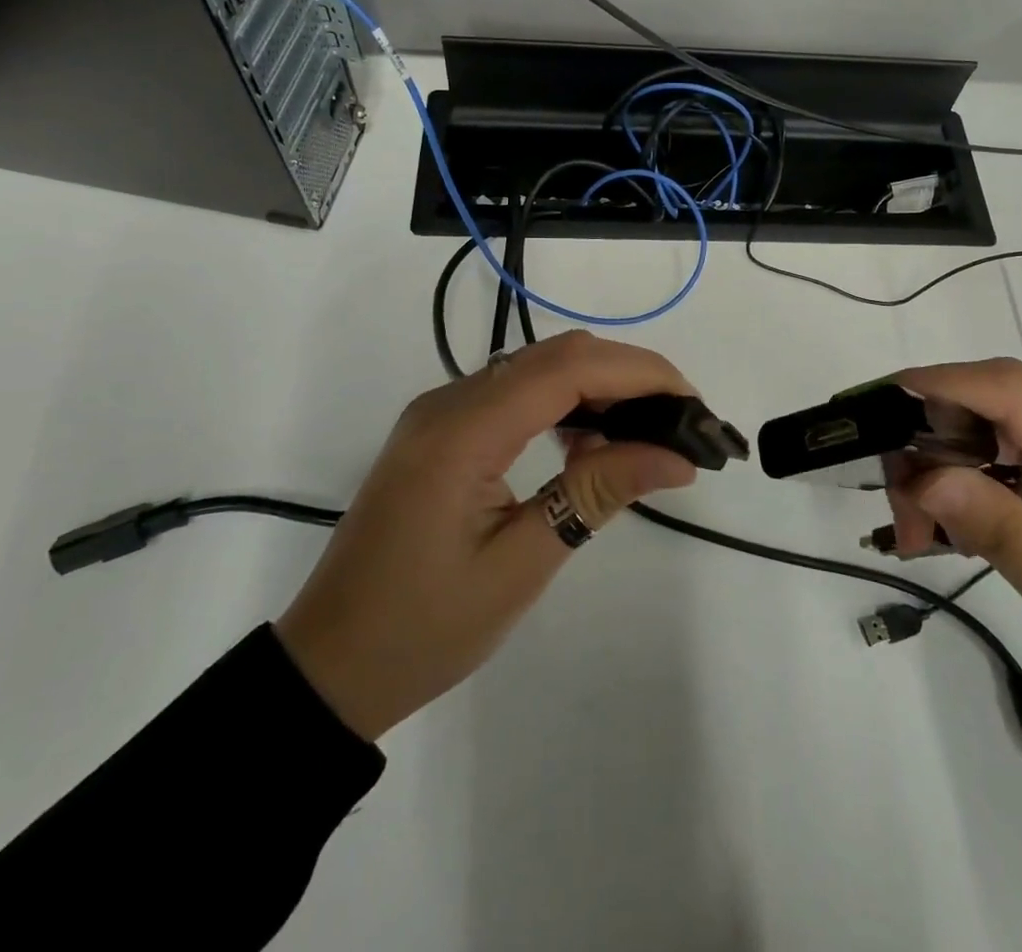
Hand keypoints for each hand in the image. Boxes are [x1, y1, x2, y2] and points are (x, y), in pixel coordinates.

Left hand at [274, 330, 697, 740]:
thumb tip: (676, 458)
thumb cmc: (423, 629)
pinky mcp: (441, 431)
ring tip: (647, 433)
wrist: (328, 665)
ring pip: (537, 368)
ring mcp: (440, 412)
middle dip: (627, 375)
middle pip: (555, 356)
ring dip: (598, 387)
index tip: (693, 403)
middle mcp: (449, 402)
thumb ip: (596, 495)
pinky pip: (515, 394)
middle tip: (681, 421)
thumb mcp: (520, 565)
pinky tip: (589, 444)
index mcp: (463, 431)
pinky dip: (564, 404)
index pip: (568, 369)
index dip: (639, 373)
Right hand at [886, 358, 1021, 820]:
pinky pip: (1007, 486)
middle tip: (895, 506)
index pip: (1016, 392)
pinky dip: (966, 501)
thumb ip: (1008, 536)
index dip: (945, 382)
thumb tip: (929, 474)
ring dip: (942, 477)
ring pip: (992, 450)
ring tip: (912, 533)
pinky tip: (942, 535)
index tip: (881, 399)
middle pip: (993, 415)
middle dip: (930, 442)